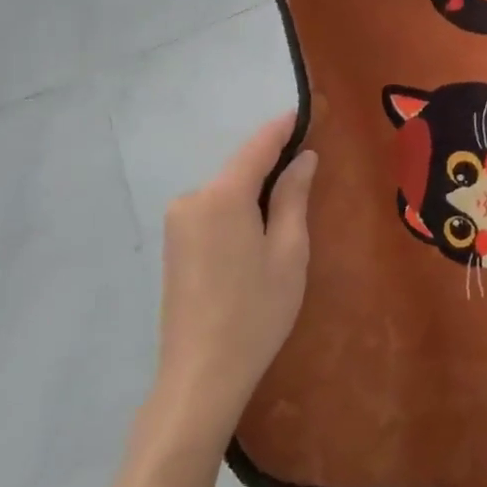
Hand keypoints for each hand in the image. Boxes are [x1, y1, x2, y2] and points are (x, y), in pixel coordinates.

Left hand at [150, 114, 316, 444]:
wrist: (200, 375)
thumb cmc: (256, 312)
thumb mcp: (289, 252)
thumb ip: (293, 197)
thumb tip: (303, 158)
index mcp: (222, 197)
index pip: (258, 146)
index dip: (285, 127)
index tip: (309, 111)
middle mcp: (192, 199)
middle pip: (241, 169)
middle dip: (274, 163)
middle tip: (312, 164)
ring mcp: (177, 223)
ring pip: (228, 190)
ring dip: (257, 190)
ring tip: (293, 204)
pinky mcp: (174, 244)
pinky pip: (214, 210)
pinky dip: (240, 209)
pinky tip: (260, 231)